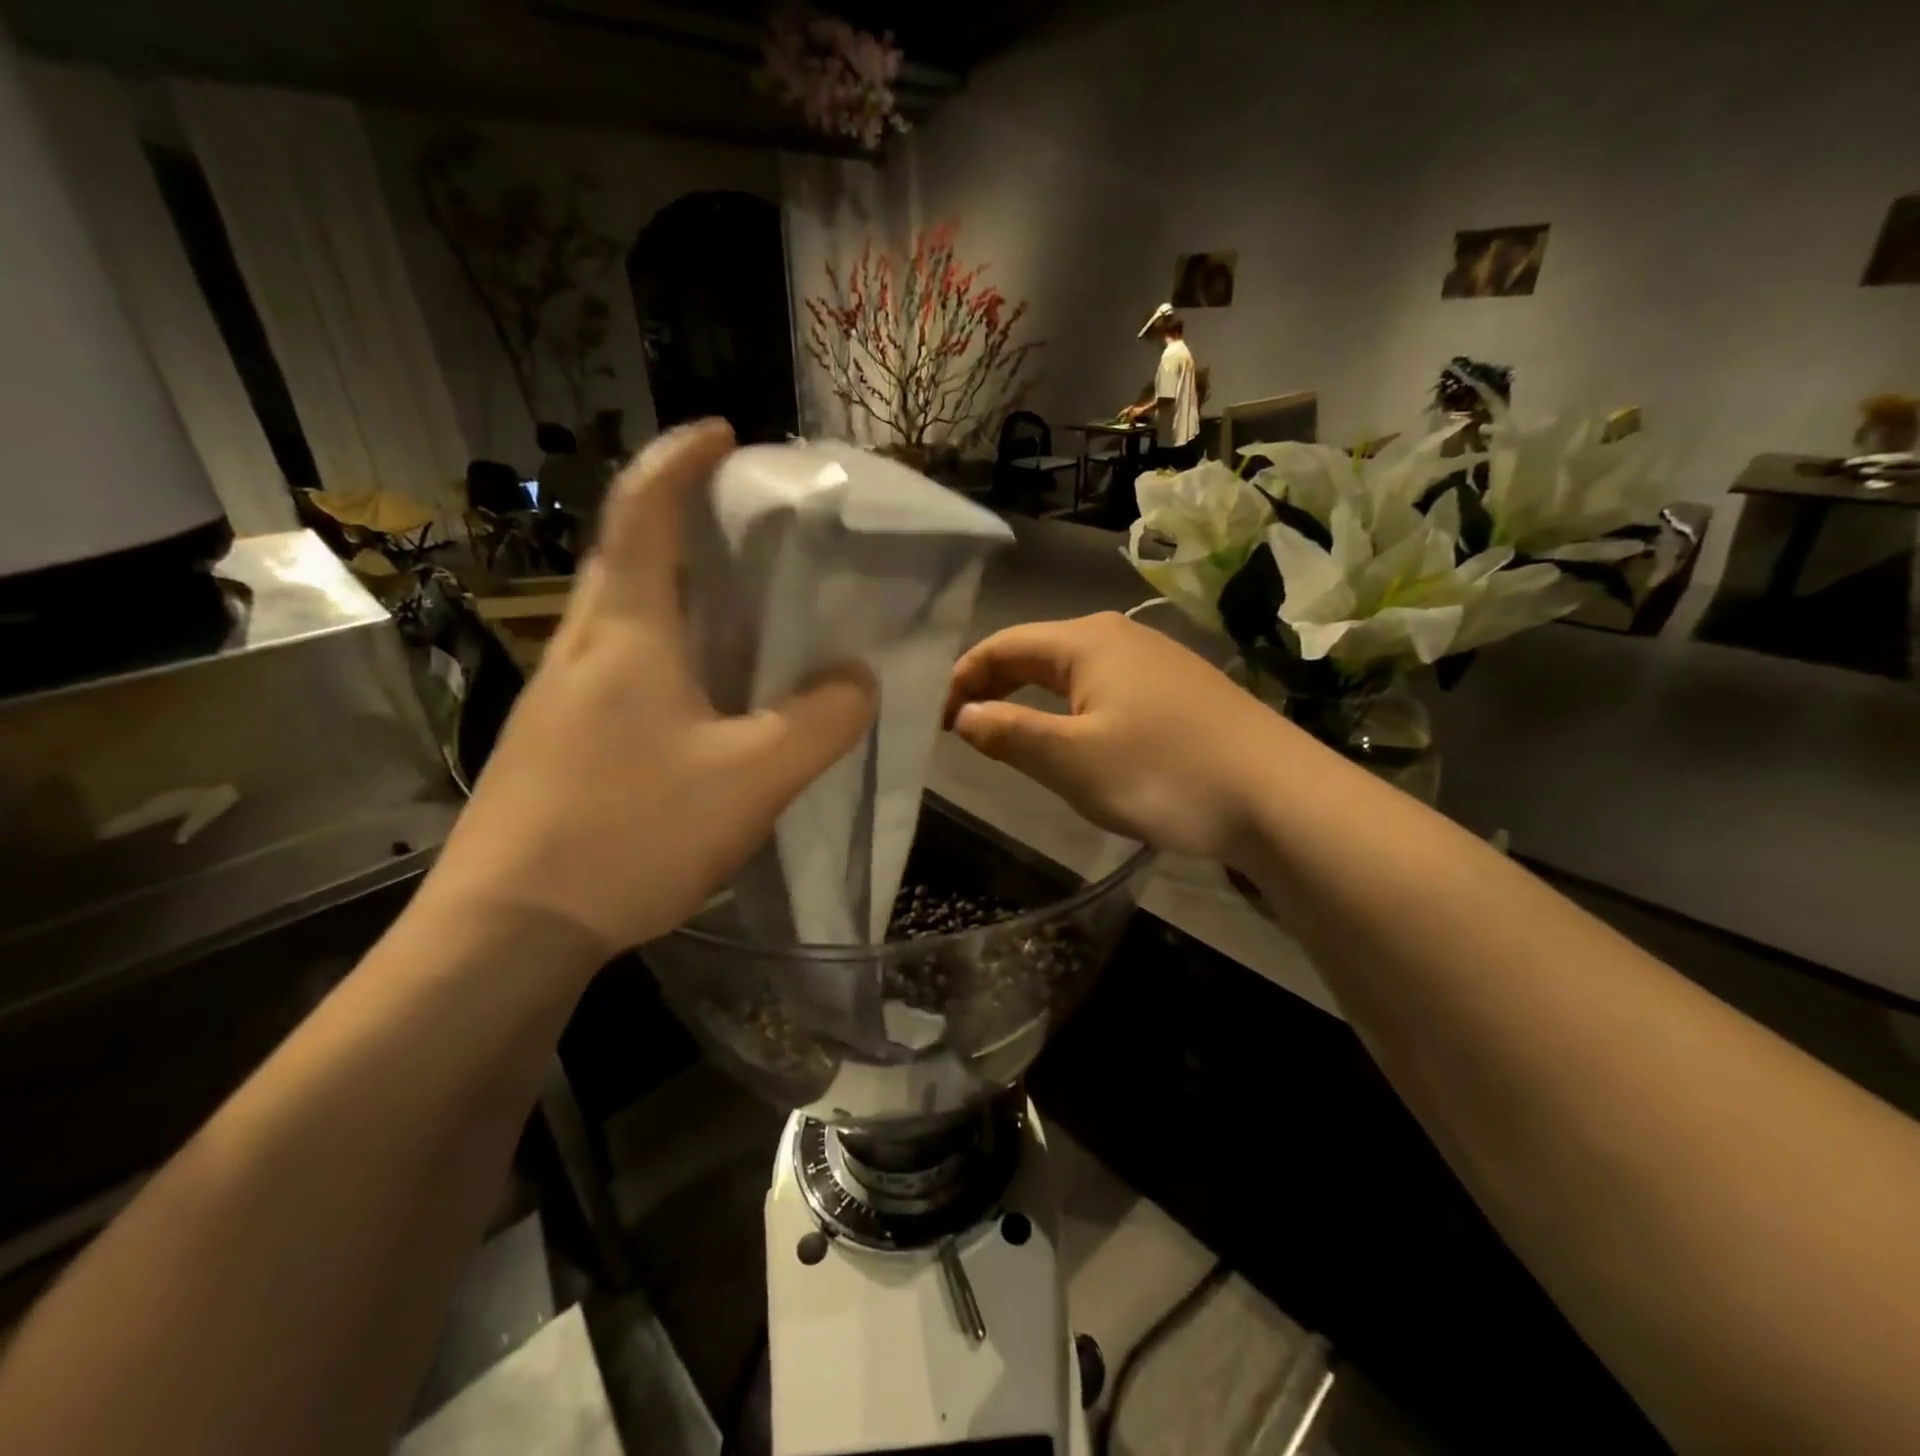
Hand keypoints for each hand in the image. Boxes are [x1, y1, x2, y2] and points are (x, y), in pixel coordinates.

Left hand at [424, 421, 876, 953]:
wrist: (507, 929)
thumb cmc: (629, 833)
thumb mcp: (752, 777)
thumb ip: (821, 721)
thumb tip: (859, 679)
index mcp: (626, 632)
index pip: (644, 512)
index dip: (682, 460)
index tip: (723, 433)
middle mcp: (583, 647)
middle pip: (628, 555)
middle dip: (683, 520)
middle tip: (750, 529)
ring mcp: (558, 696)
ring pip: (624, 617)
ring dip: (676, 591)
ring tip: (741, 610)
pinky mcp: (555, 741)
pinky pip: (620, 669)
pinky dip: (667, 652)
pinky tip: (704, 697)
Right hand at [945, 612, 1306, 863]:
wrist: (1279, 796)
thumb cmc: (1163, 774)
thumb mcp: (1071, 760)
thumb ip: (1009, 734)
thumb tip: (964, 716)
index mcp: (1086, 640)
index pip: (1002, 645)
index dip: (962, 680)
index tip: (940, 723)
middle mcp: (1119, 635)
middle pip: (1037, 652)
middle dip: (995, 686)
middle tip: (966, 731)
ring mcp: (1156, 659)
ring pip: (1074, 672)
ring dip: (1033, 699)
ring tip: (1013, 738)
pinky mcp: (1182, 688)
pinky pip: (1107, 688)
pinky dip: (1073, 709)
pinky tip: (1081, 740)